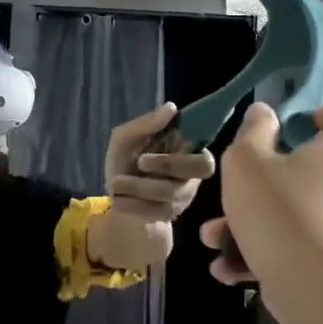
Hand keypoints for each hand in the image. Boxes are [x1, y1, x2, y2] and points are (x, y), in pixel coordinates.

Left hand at [103, 102, 216, 251]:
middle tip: (140, 161)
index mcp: (187, 152)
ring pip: (172, 191)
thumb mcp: (125, 139)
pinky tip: (118, 200)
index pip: (207, 154)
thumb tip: (172, 107)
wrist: (115, 198)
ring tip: (115, 182)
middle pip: (200, 169)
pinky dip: (133, 204)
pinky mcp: (169, 215)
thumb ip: (145, 124)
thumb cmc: (125, 163)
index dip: (191, 149)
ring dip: (139, 185)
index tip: (167, 142)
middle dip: (168, 163)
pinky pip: (157, 211)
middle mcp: (192, 175)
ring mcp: (183, 198)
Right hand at [199, 97, 322, 312]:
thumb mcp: (247, 161)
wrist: (309, 286)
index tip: (303, 124)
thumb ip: (253, 132)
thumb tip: (264, 114)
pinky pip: (293, 244)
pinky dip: (260, 252)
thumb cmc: (280, 209)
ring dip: (252, 220)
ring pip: (294, 210)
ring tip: (214, 236)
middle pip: (317, 166)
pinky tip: (226, 267)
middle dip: (269, 176)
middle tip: (238, 187)